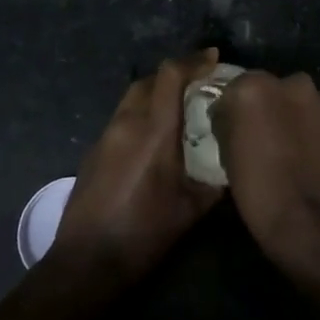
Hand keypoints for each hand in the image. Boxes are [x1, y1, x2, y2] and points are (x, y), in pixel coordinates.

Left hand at [50, 50, 223, 283]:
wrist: (86, 262)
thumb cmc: (144, 234)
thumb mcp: (190, 210)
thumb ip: (214, 181)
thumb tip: (233, 165)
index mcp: (154, 131)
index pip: (171, 75)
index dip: (194, 61)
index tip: (214, 57)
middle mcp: (127, 122)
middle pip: (150, 80)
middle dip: (175, 74)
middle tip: (199, 83)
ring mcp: (106, 135)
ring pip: (133, 96)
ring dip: (156, 93)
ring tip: (178, 108)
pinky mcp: (94, 150)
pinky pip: (122, 117)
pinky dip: (141, 113)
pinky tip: (153, 138)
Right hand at [210, 70, 319, 269]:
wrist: (307, 220)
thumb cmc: (257, 187)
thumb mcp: (226, 153)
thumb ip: (228, 123)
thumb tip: (231, 119)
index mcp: (254, 87)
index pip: (237, 86)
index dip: (234, 107)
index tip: (232, 126)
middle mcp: (291, 84)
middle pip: (273, 88)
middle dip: (268, 105)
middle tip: (263, 133)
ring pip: (301, 101)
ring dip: (294, 115)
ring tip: (289, 145)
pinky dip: (314, 131)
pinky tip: (309, 155)